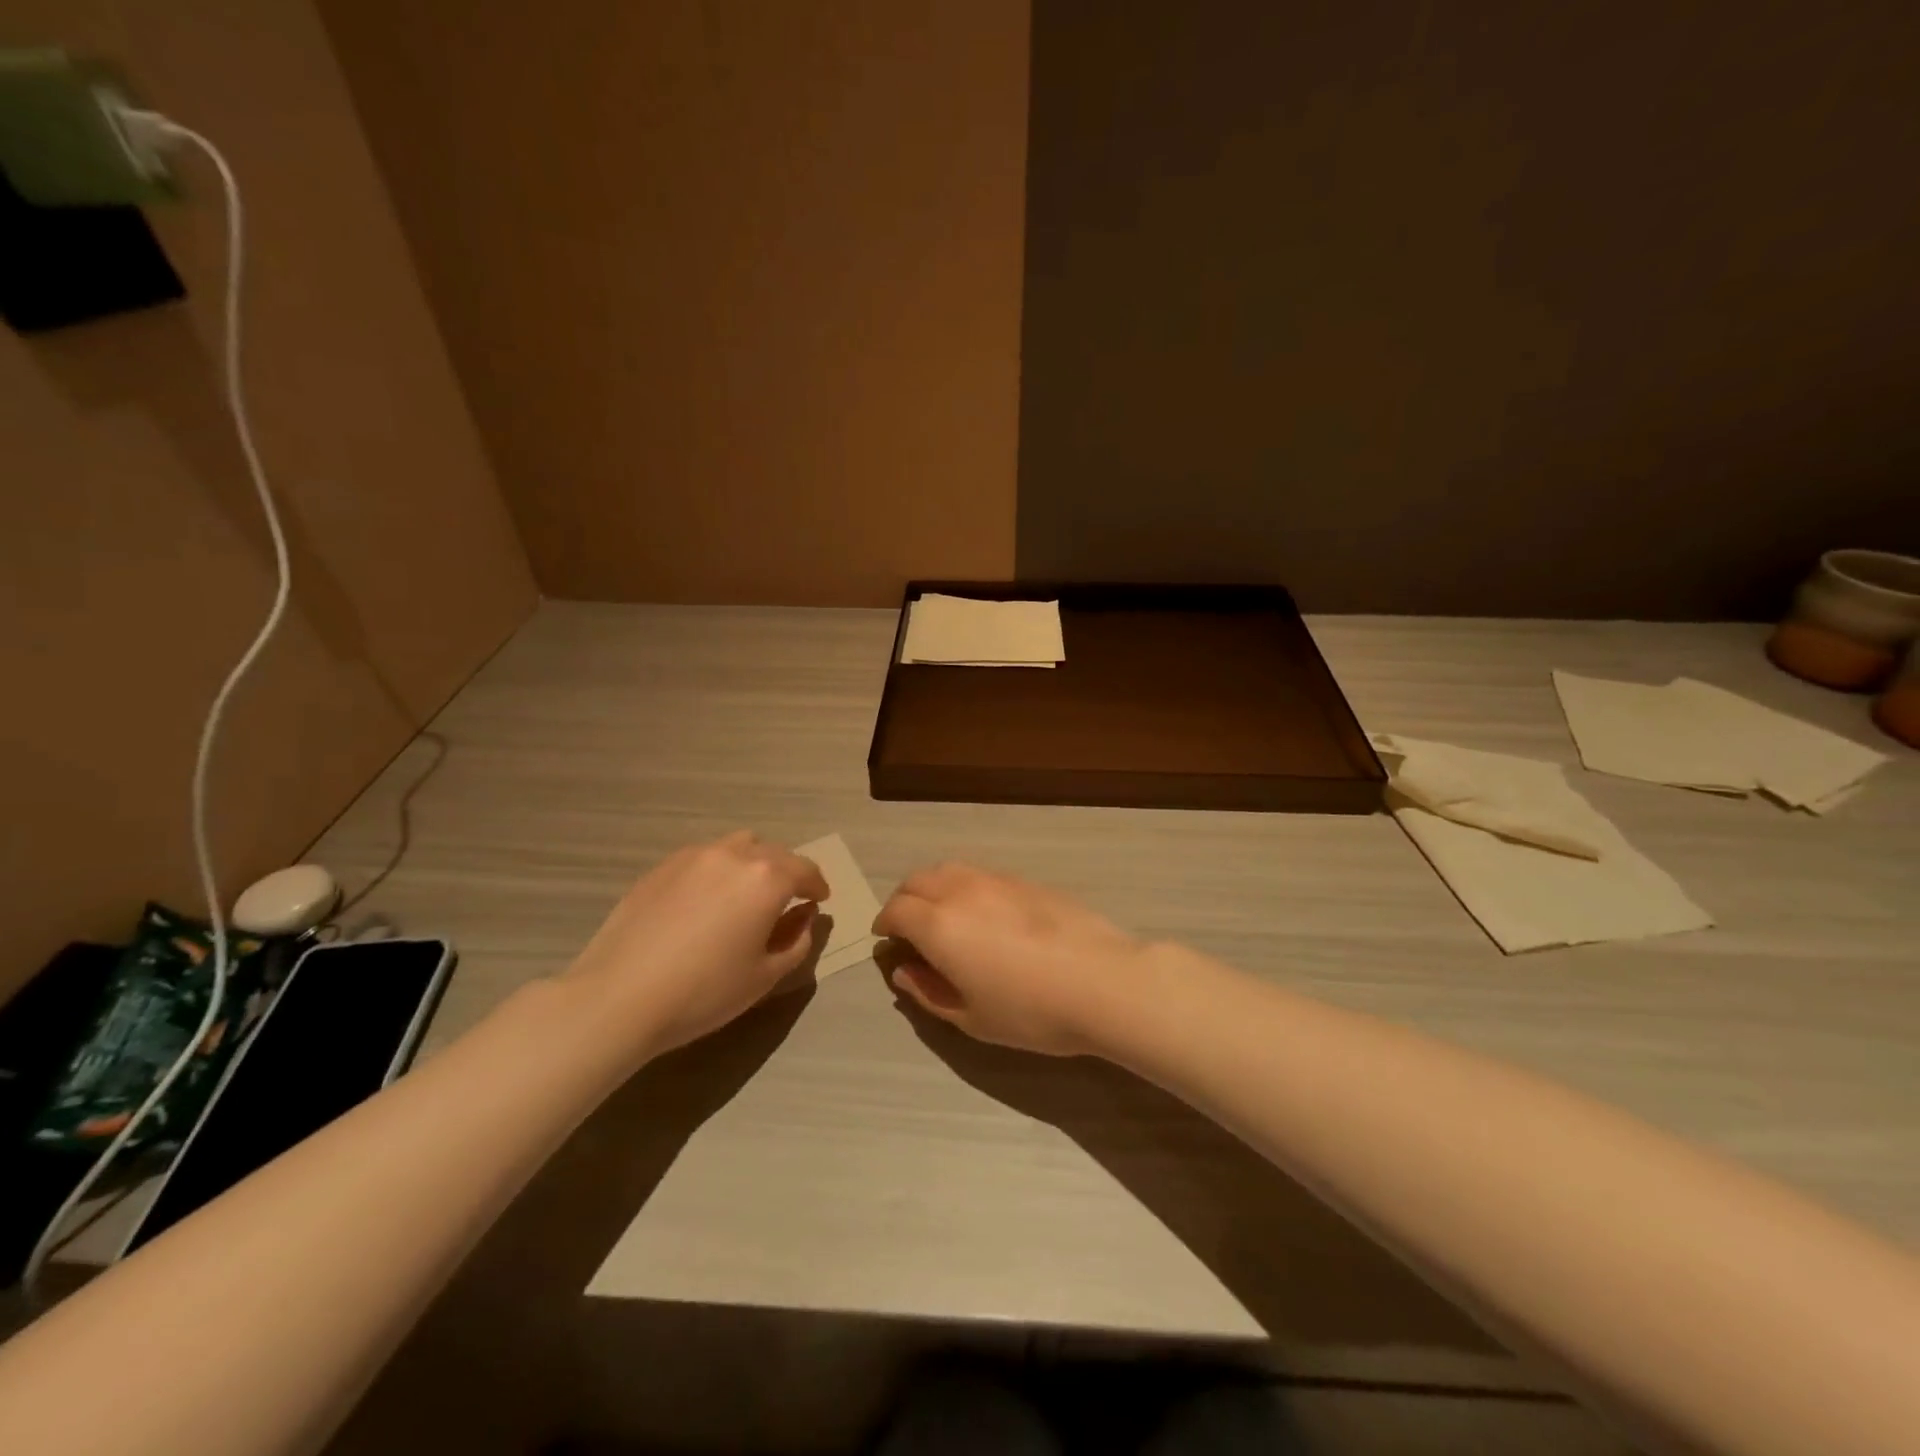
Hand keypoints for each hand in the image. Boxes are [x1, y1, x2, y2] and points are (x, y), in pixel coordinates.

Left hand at [564, 831, 829, 1057]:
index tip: (820, 900)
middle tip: (787, 899)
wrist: (619, 997)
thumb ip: (797, 942)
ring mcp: (694, 856)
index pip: (806, 870)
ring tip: (746, 893)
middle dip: (788, 872)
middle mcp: (734, 855)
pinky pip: (704, 857)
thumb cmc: (703, 992)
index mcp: (767, 878)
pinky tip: (706, 901)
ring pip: (738, 846)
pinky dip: (719, 869)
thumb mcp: (764, 976)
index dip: (817, 886)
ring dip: (753, 863)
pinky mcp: (662, 866)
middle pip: (774, 853)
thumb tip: (805, 917)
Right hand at [873, 863, 1149, 1055]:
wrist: (1101, 981)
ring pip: (950, 869)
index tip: (888, 941)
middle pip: (918, 880)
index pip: (896, 910)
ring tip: (945, 916)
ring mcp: (996, 880)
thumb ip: (929, 992)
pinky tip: (984, 914)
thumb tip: (904, 970)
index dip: (886, 924)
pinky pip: (981, 874)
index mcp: (939, 924)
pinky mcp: (1026, 880)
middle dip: (905, 900)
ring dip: (934, 887)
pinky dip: (966, 887)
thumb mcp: (972, 1018)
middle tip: (911, 928)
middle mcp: (961, 891)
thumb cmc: (1030, 1011)